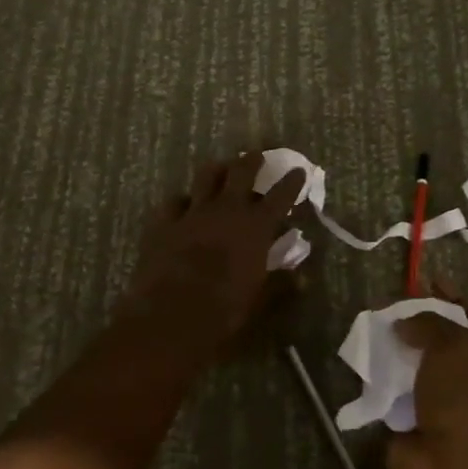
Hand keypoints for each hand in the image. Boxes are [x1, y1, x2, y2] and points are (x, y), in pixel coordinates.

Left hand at [119, 154, 307, 348]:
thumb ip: (281, 284)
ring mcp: (193, 212)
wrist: (173, 313)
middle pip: (241, 172)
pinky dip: (182, 200)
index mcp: (256, 226)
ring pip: (206, 176)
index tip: (298, 171)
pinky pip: (174, 201)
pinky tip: (183, 203)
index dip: (291, 182)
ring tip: (221, 167)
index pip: (280, 196)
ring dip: (217, 169)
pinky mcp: (165, 222)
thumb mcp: (260, 300)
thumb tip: (302, 278)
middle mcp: (227, 209)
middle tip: (256, 155)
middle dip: (251, 161)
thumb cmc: (225, 308)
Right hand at [386, 287, 467, 468]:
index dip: (455, 296)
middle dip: (416, 320)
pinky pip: (394, 388)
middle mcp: (467, 371)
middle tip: (388, 305)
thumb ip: (426, 322)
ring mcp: (440, 397)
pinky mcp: (413, 417)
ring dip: (394, 347)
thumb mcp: (451, 345)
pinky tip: (362, 362)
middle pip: (441, 335)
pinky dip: (380, 377)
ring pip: (414, 361)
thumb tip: (402, 323)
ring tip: (369, 329)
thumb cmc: (463, 400)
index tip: (427, 281)